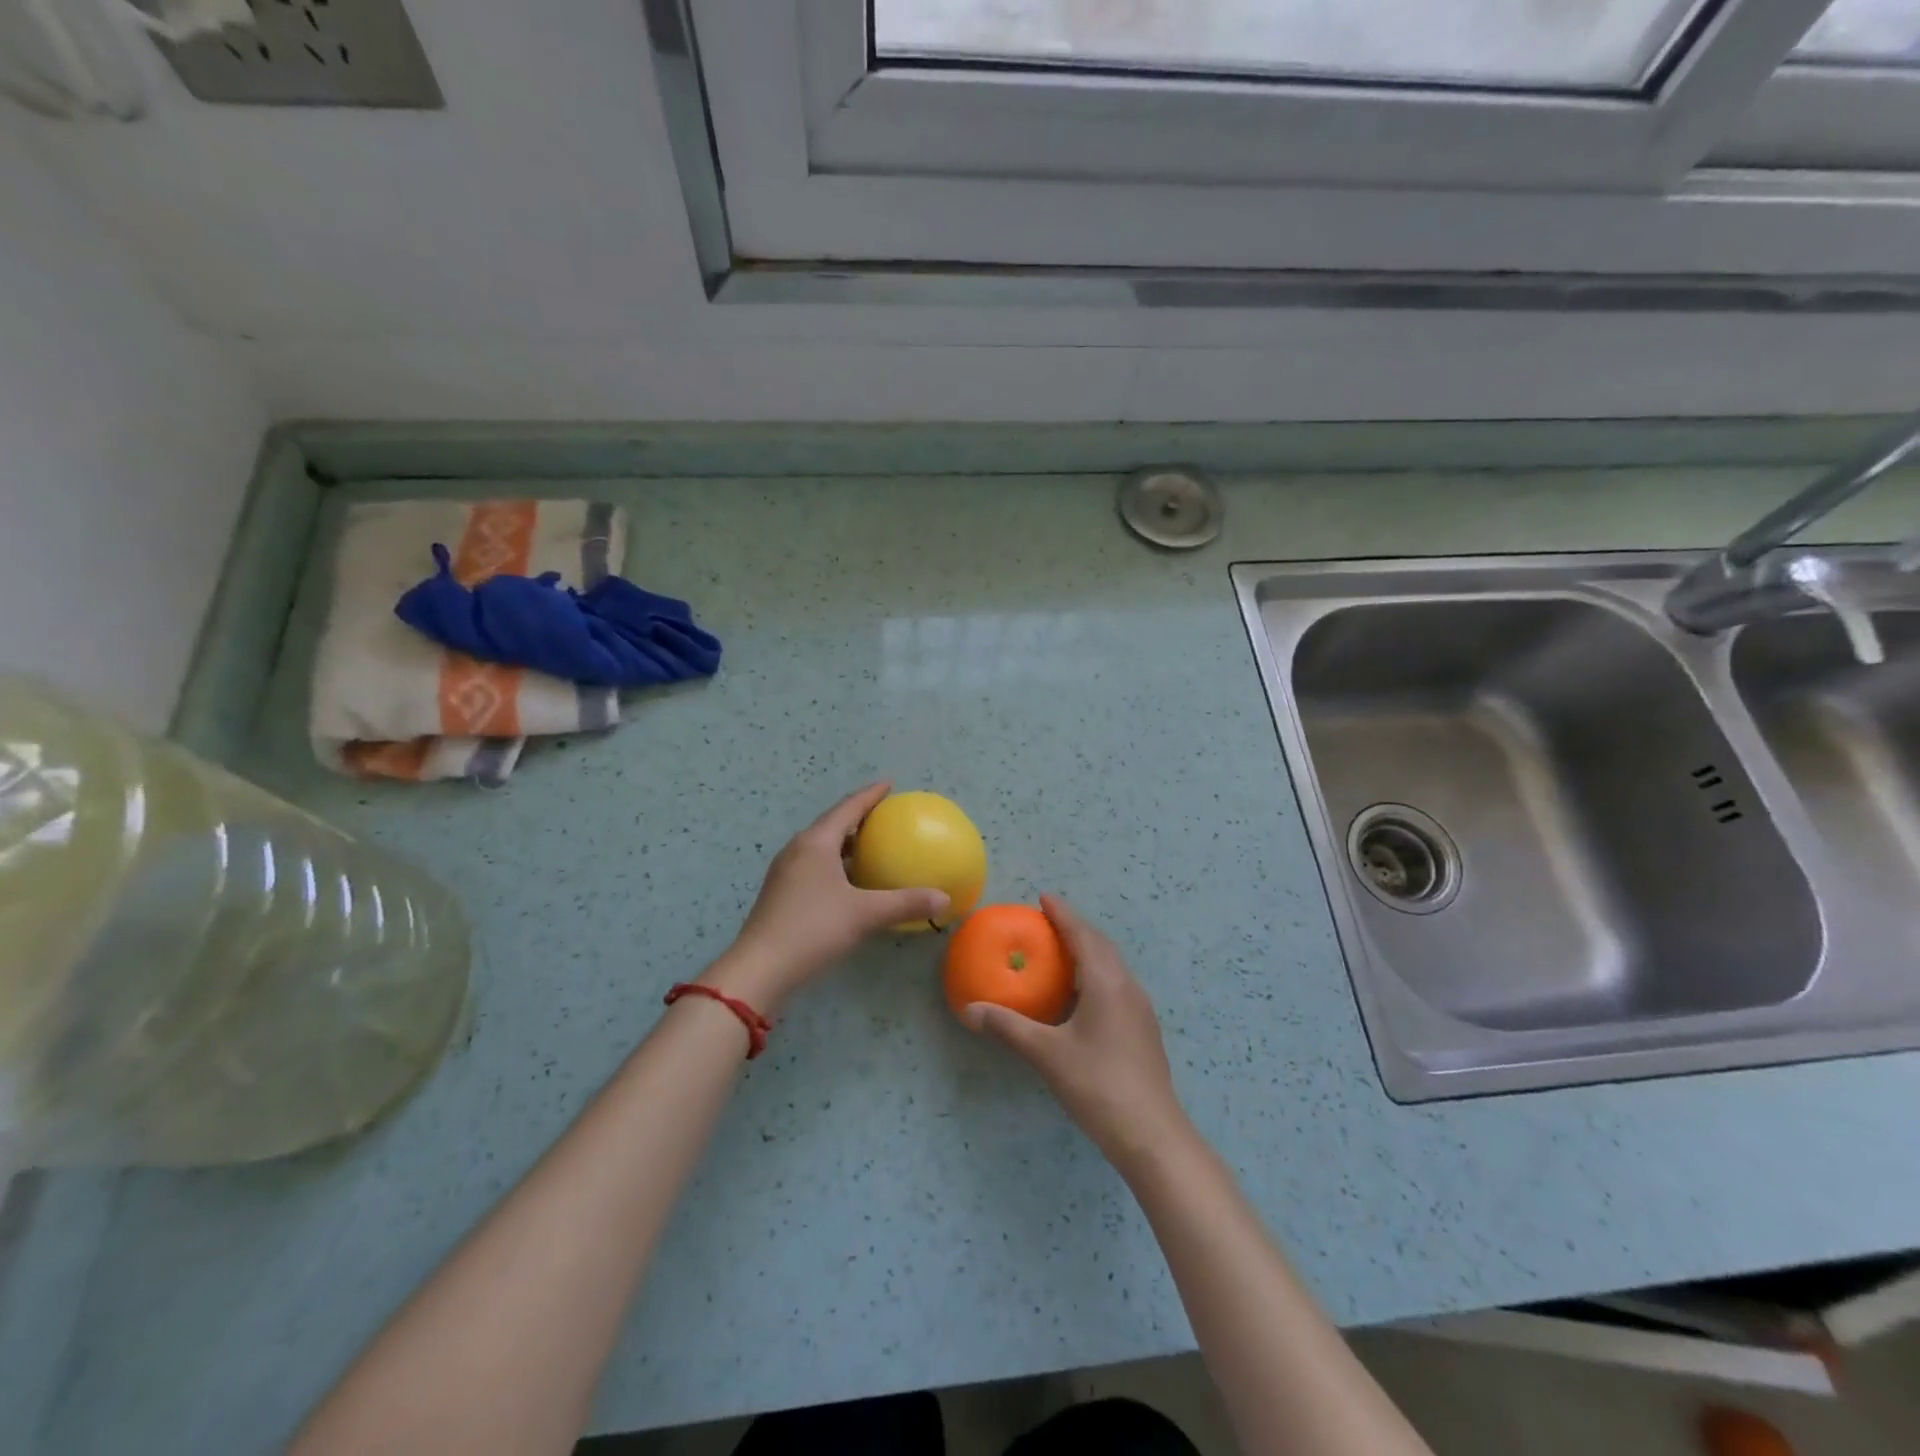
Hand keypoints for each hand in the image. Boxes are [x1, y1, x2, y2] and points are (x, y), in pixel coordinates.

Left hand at [711, 782, 949, 1010]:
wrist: (760, 968)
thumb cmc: (813, 929)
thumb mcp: (864, 914)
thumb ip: (905, 903)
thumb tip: (944, 898)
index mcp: (816, 843)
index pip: (848, 808)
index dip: (870, 794)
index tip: (889, 784)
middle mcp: (798, 849)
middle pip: (833, 823)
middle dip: (858, 817)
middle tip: (885, 816)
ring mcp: (786, 871)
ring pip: (822, 846)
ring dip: (846, 842)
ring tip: (872, 845)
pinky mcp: (782, 892)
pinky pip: (815, 864)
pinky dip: (836, 863)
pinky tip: (851, 881)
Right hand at [964, 895, 1187, 1173]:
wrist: (1152, 1135)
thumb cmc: (1098, 1085)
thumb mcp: (1047, 1054)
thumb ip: (1008, 1027)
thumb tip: (969, 1010)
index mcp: (1107, 982)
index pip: (1082, 935)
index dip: (1062, 914)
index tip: (1044, 898)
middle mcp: (1127, 987)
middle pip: (1101, 946)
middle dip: (1075, 929)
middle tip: (1047, 922)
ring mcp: (1140, 1009)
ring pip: (1112, 966)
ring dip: (1088, 952)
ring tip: (1061, 953)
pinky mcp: (1143, 1030)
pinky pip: (1117, 986)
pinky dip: (1096, 975)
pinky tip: (1081, 996)